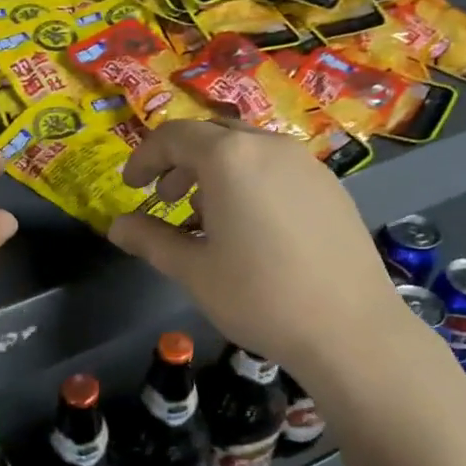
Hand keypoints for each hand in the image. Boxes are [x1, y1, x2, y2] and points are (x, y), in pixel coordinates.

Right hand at [108, 121, 443, 382]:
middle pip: (213, 136)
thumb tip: (116, 227)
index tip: (131, 186)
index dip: (145, 157)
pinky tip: (252, 228)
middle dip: (181, 162)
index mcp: (230, 158)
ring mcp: (307, 164)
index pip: (174, 136)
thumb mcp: (193, 270)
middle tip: (165, 199)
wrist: (349, 329)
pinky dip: (250, 182)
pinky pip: (278, 168)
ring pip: (248, 150)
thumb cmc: (259, 296)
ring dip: (216, 172)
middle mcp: (270, 146)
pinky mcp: (332, 187)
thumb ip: (150, 240)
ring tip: (206, 216)